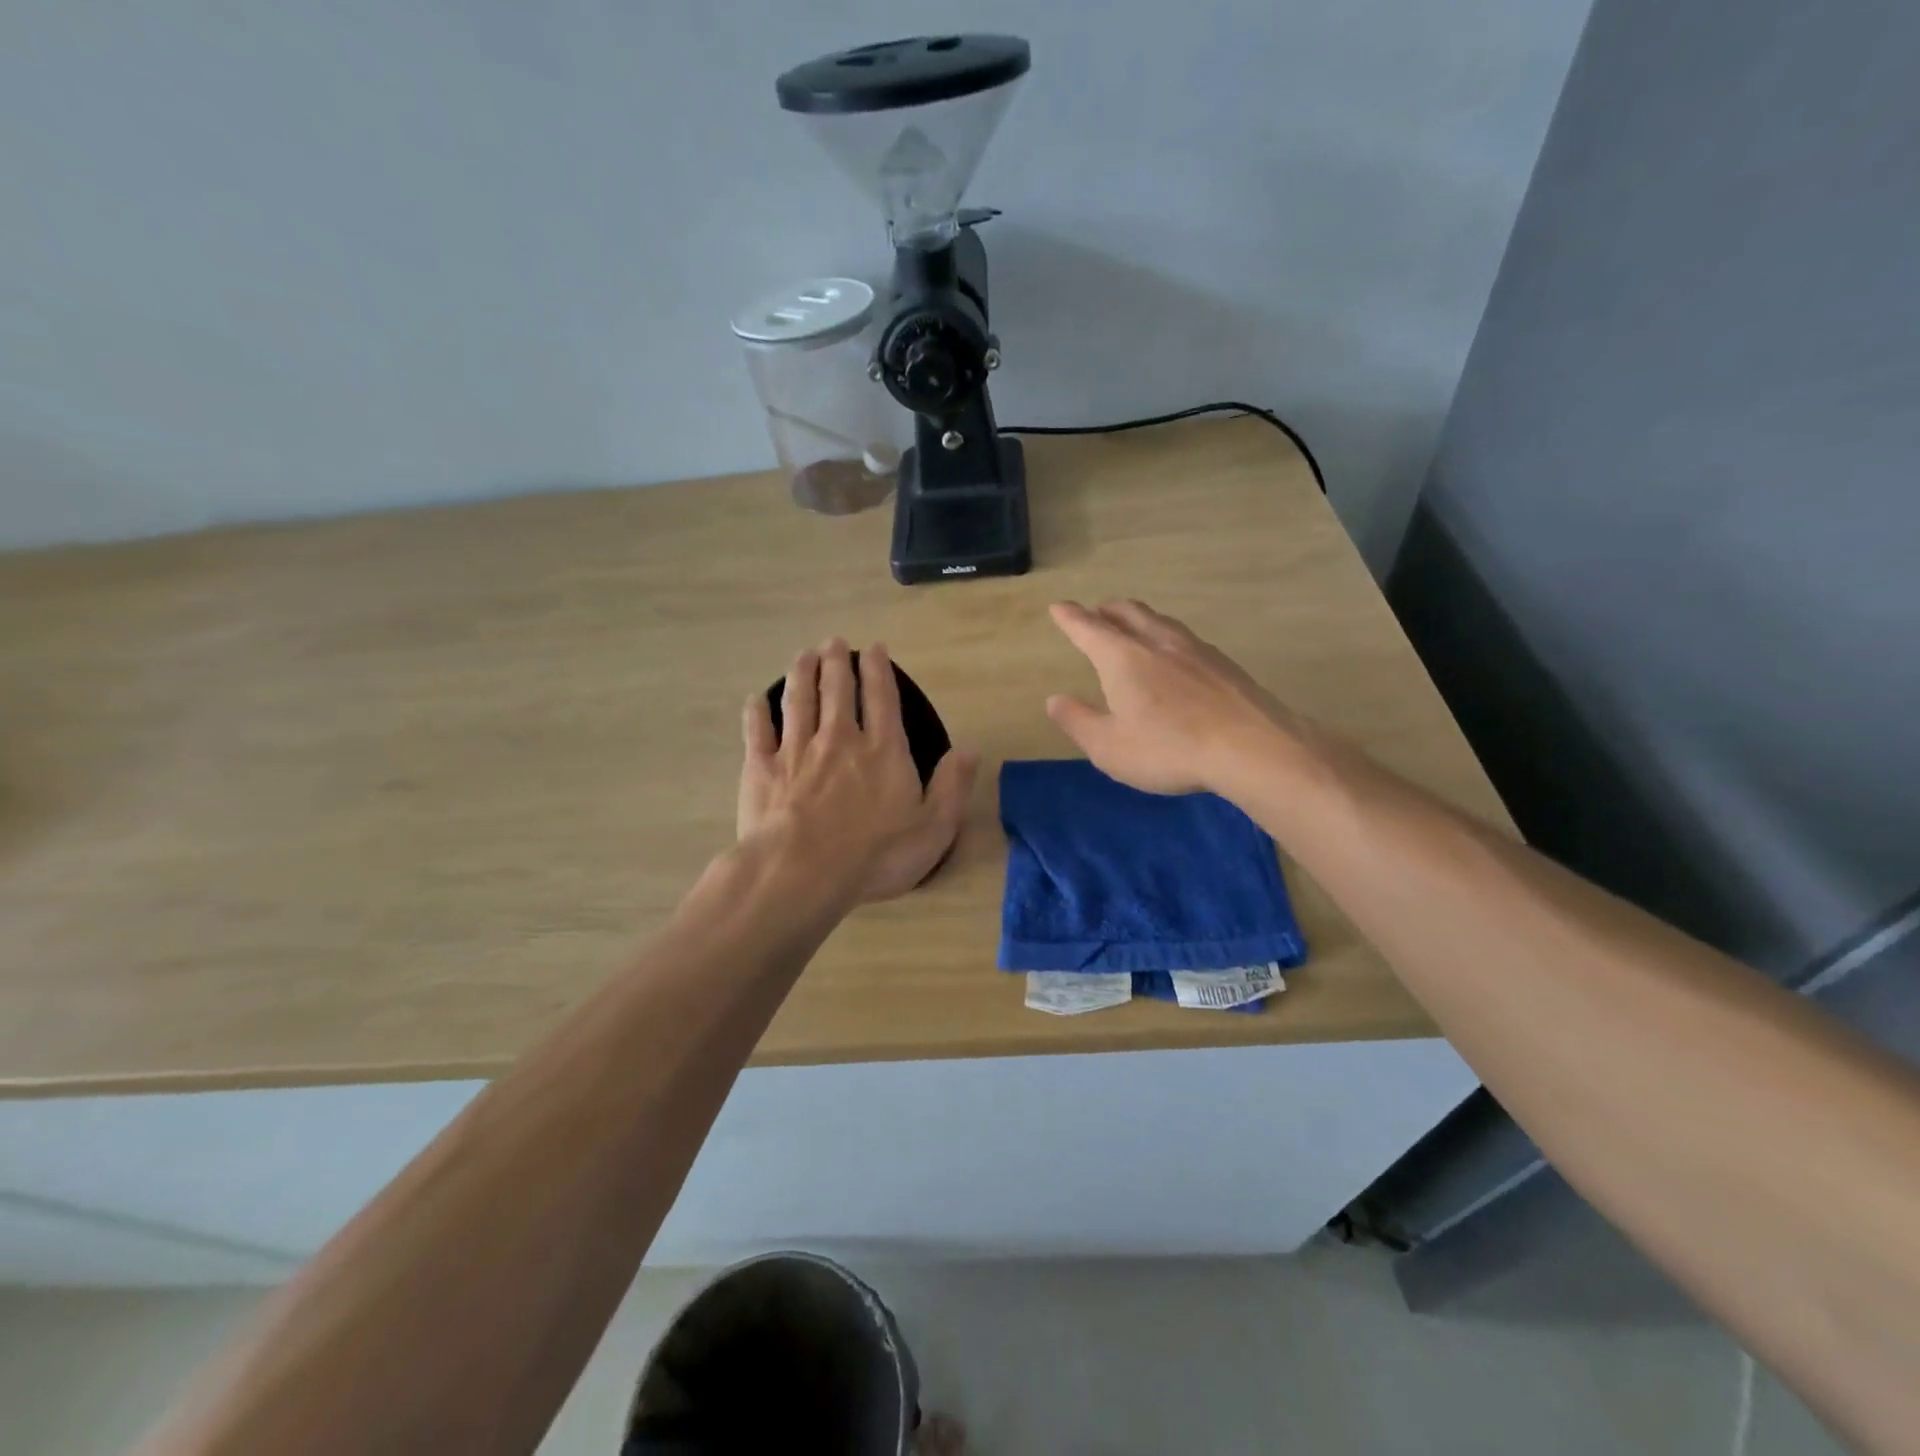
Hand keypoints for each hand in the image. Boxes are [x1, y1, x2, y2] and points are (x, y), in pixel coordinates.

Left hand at [739, 639, 977, 903]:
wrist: (804, 873)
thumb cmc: (876, 856)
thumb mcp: (933, 828)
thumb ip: (952, 786)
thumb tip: (971, 749)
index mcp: (882, 751)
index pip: (882, 699)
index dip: (879, 671)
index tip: (874, 649)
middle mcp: (839, 740)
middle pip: (837, 690)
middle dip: (836, 662)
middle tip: (833, 642)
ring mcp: (796, 751)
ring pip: (798, 701)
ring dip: (801, 675)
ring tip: (803, 655)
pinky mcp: (762, 770)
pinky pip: (758, 732)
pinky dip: (757, 713)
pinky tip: (756, 699)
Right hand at [1045, 599, 1295, 794]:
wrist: (1252, 748)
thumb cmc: (1168, 749)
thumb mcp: (1109, 747)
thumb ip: (1078, 721)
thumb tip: (1055, 700)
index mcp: (1123, 658)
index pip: (1089, 629)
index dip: (1071, 618)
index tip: (1059, 607)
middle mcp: (1158, 643)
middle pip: (1129, 613)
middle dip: (1108, 610)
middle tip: (1097, 612)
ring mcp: (1196, 650)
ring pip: (1161, 622)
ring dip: (1141, 619)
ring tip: (1135, 626)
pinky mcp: (1225, 665)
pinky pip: (1187, 640)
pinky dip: (1169, 638)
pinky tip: (1177, 656)